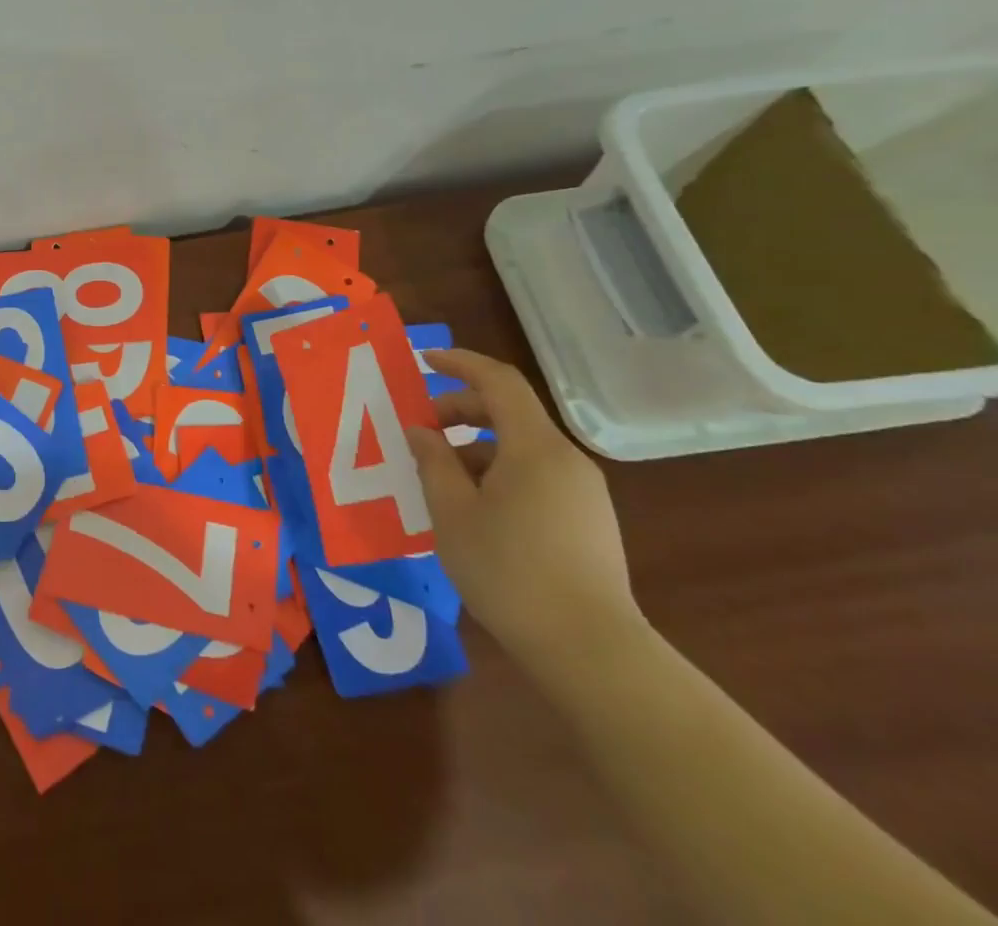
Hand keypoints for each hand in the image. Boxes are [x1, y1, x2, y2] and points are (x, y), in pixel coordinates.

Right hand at [405, 349, 642, 673]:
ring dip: (476, 448)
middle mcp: (566, 460)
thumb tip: (422, 431)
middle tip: (421, 431)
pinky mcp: (588, 521)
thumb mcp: (453, 512)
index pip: (499, 381)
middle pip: (510, 413)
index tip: (424, 360)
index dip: (460, 363)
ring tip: (439, 479)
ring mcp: (583, 492)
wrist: (590, 651)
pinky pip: (535, 476)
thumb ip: (433, 462)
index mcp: (535, 448)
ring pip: (520, 448)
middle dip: (460, 411)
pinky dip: (498, 474)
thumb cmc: (509, 571)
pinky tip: (473, 509)